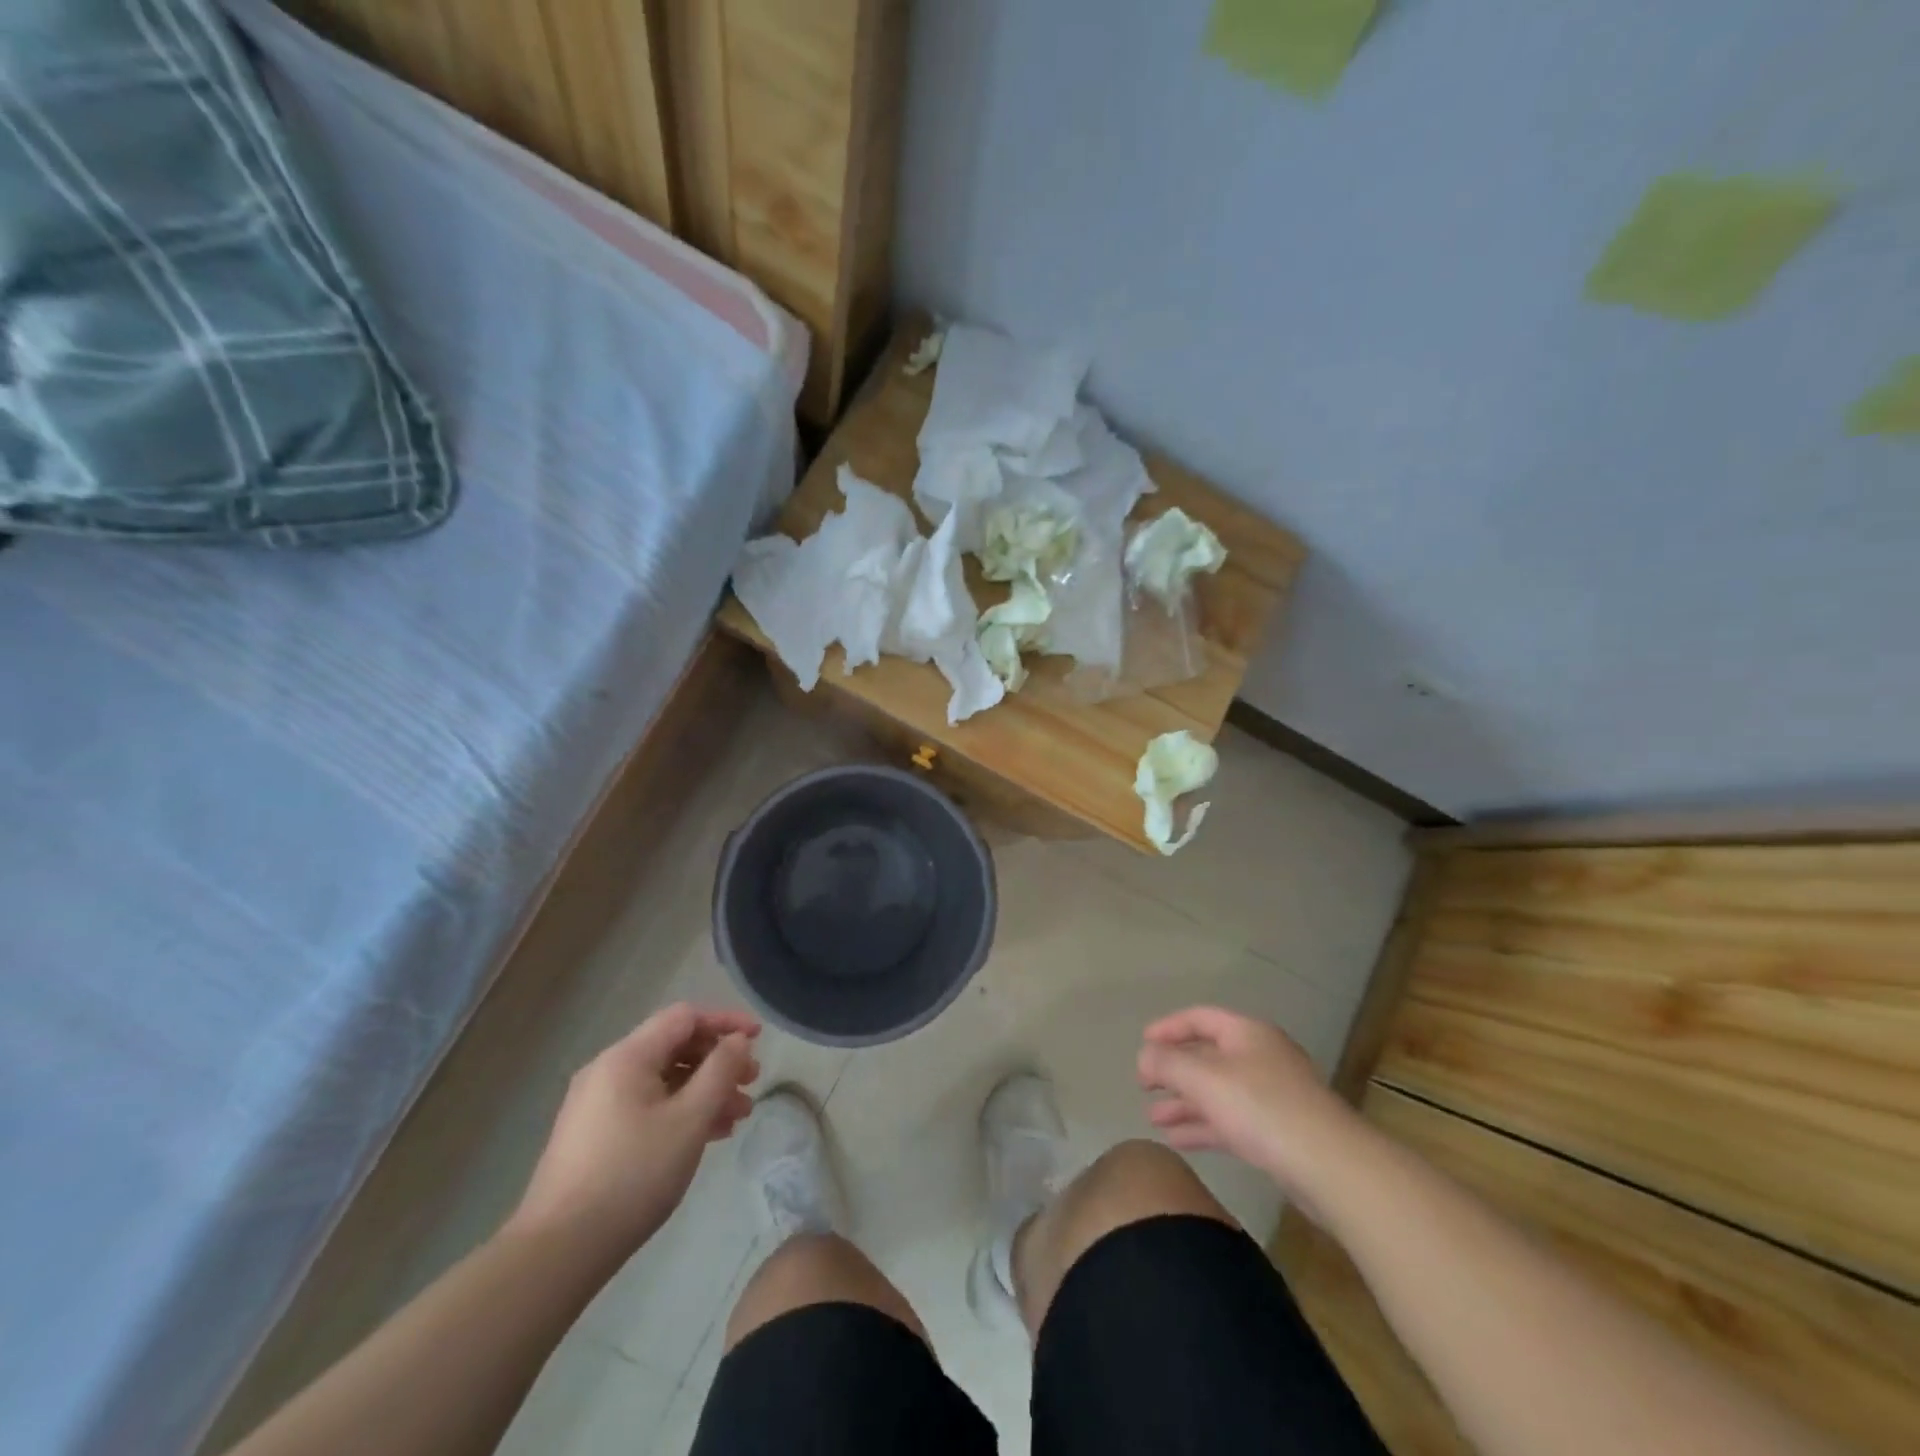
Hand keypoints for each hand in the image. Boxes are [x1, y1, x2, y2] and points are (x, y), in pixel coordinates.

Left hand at [508, 1004, 760, 1255]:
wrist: (558, 1252)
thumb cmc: (632, 1174)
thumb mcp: (689, 1119)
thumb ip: (720, 1071)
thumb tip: (738, 1040)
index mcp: (627, 1057)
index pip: (685, 1017)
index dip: (725, 1022)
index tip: (759, 1038)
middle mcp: (608, 1070)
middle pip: (674, 1046)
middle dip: (718, 1060)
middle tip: (752, 1082)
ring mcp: (597, 1105)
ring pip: (663, 1080)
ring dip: (704, 1090)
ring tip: (739, 1115)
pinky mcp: (594, 1136)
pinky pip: (647, 1105)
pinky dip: (681, 1110)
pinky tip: (707, 1135)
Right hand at [1137, 1006, 1361, 1216]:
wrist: (1331, 1167)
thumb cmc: (1262, 1108)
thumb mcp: (1204, 1079)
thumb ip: (1167, 1063)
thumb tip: (1144, 1056)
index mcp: (1246, 1033)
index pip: (1199, 1018)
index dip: (1168, 1028)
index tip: (1142, 1044)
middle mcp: (1260, 1057)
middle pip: (1208, 1056)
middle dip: (1173, 1071)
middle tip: (1143, 1086)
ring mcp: (1272, 1096)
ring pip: (1218, 1092)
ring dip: (1185, 1102)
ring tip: (1153, 1118)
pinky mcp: (1279, 1132)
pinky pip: (1231, 1120)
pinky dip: (1204, 1125)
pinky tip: (1179, 1140)